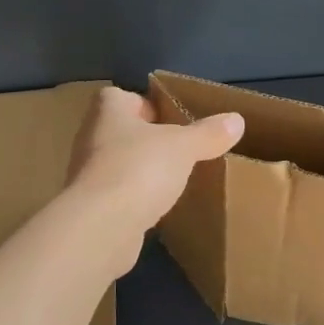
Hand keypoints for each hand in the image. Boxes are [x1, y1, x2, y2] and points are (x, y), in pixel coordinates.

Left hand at [69, 86, 243, 234]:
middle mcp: (91, 138)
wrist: (100, 227)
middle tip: (180, 150)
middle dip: (147, 140)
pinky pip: (118, 196)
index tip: (171, 119)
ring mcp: (87, 175)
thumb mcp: (183, 146)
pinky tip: (157, 209)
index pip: (121, 97)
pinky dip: (135, 200)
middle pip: (121, 131)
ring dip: (141, 171)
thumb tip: (236, 120)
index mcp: (108, 111)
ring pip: (119, 164)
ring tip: (173, 180)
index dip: (144, 104)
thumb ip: (208, 133)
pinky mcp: (90, 208)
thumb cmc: (139, 169)